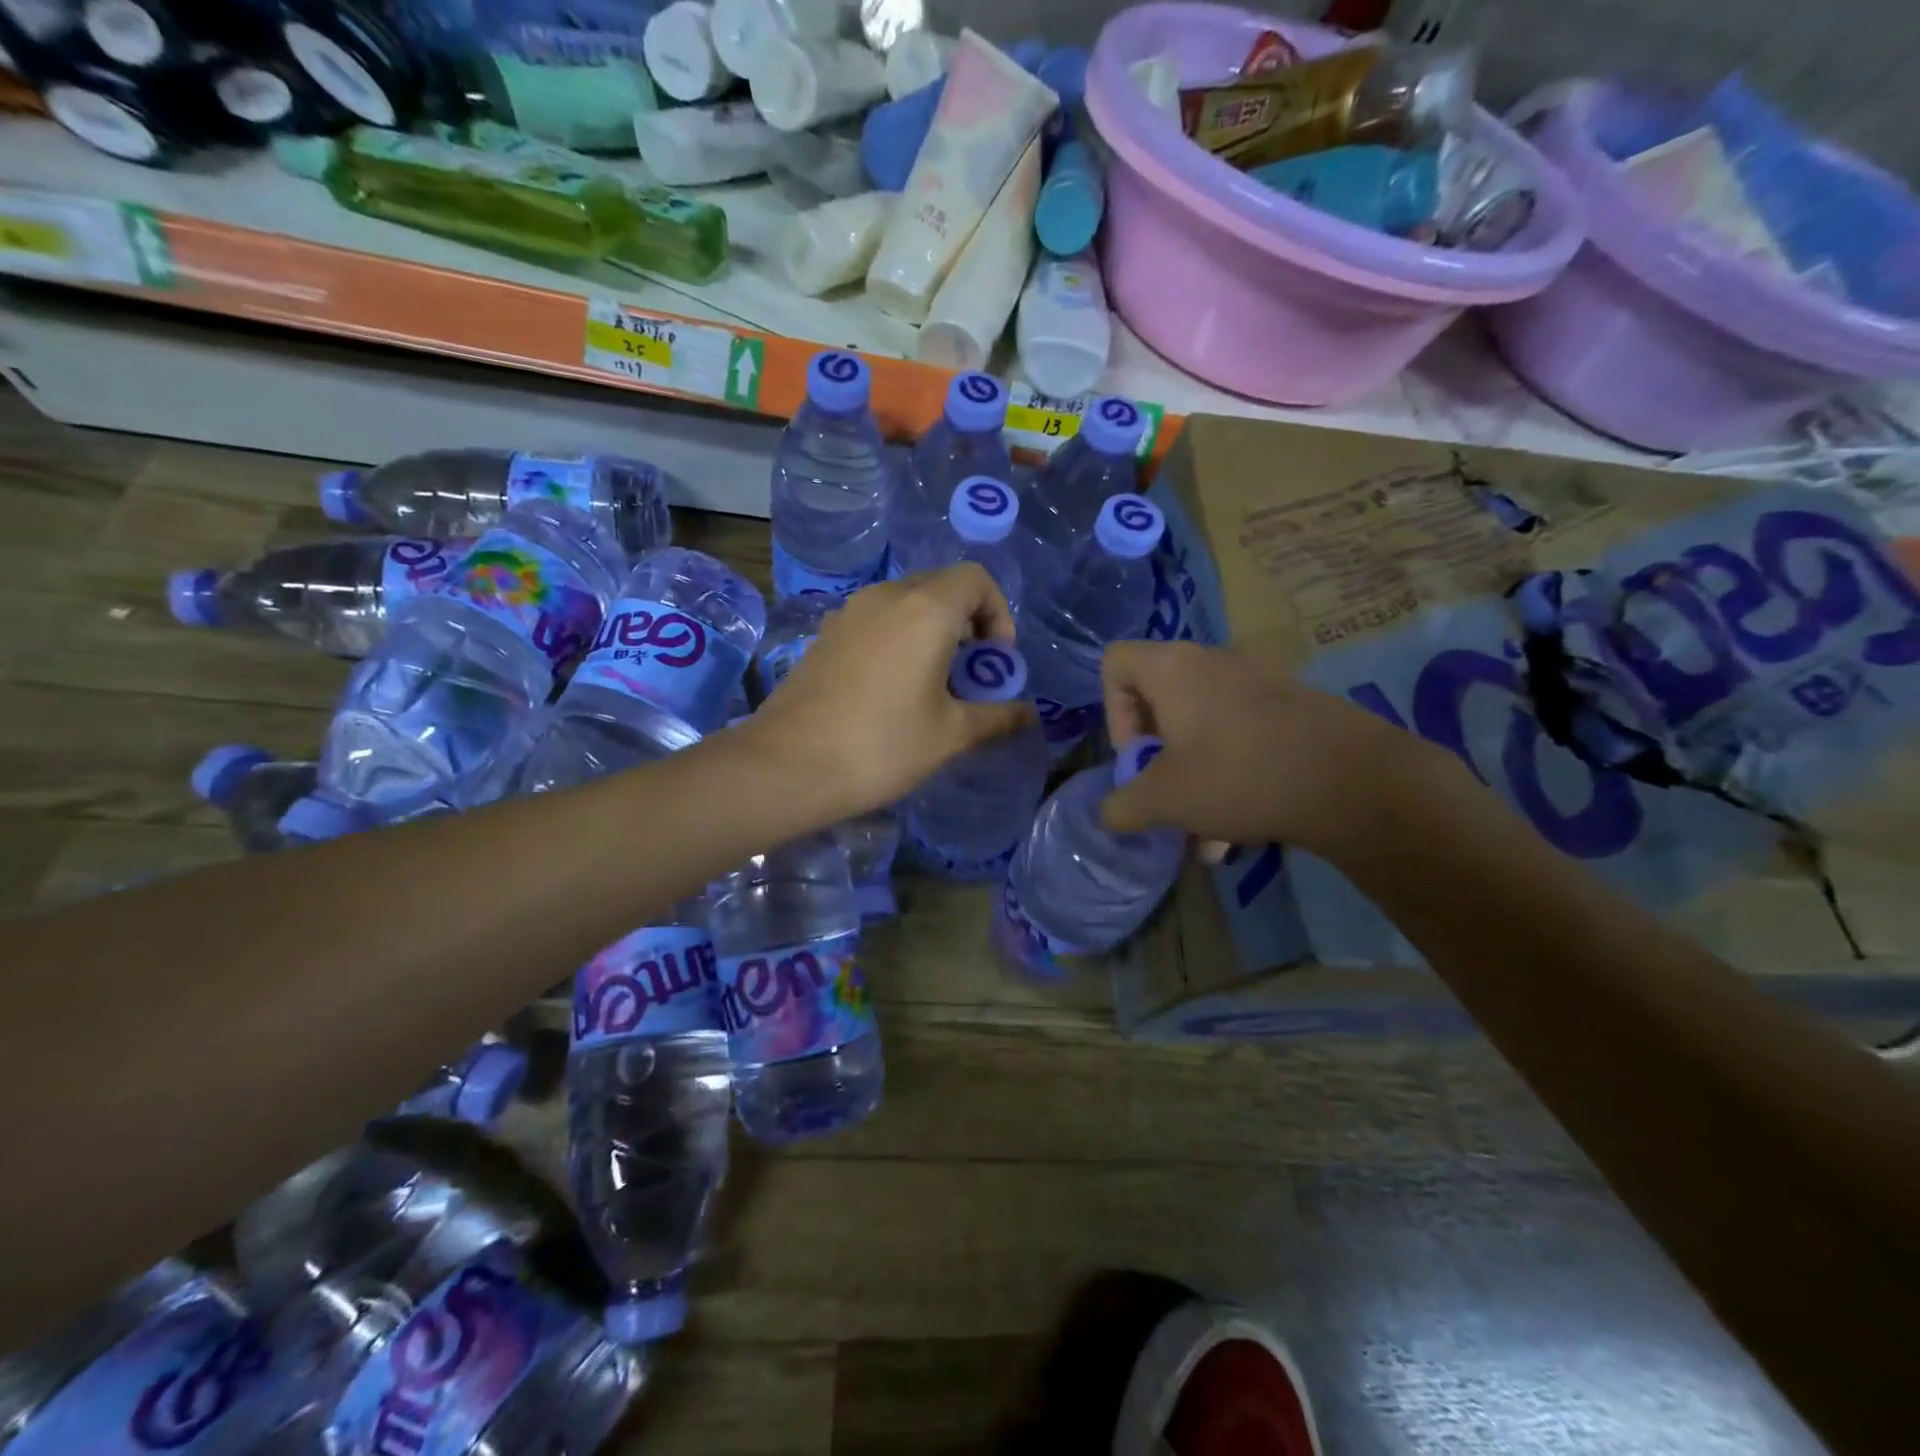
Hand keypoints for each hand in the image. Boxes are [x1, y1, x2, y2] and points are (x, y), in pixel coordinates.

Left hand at [744, 564, 1033, 818]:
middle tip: (970, 675)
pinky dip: (898, 640)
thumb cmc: (882, 746)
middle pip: (941, 587)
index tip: (995, 660)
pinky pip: (876, 621)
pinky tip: (892, 690)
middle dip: (968, 623)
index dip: (998, 612)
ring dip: (932, 632)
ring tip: (934, 685)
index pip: (976, 579)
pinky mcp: (825, 635)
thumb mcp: (951, 735)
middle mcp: (886, 597)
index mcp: (925, 609)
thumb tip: (1029, 714)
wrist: (787, 766)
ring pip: (906, 604)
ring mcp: (849, 613)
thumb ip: (997, 717)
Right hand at [1099, 640, 1457, 858]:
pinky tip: (1244, 829)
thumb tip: (1110, 814)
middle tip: (1166, 795)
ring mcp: (1257, 682)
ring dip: (1193, 778)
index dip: (1111, 711)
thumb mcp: (1164, 801)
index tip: (1136, 757)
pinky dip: (1231, 775)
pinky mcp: (1291, 707)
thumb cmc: (1237, 775)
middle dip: (1156, 757)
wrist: (1352, 780)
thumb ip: (1122, 807)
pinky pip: (1241, 736)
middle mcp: (1212, 663)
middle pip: (1160, 701)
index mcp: (1172, 669)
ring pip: (1203, 728)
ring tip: (1206, 836)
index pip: (1115, 663)